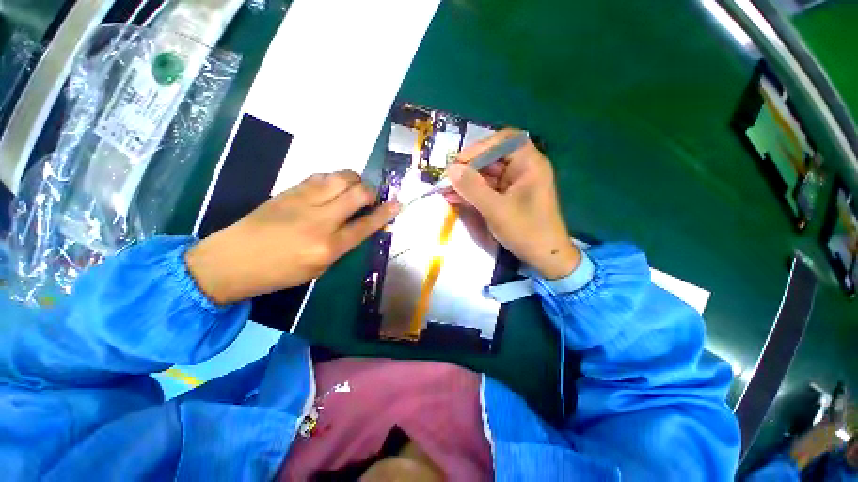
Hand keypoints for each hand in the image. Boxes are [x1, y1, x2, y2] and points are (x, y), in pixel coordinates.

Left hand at [186, 171, 398, 304]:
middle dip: (371, 192)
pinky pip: (320, 176)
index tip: (397, 203)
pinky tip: (334, 186)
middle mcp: (320, 221)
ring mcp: (303, 202)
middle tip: (371, 197)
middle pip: (357, 194)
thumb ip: (341, 245)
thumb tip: (358, 225)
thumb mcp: (318, 268)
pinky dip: (334, 178)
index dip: (385, 213)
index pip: (366, 225)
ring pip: (340, 178)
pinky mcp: (289, 191)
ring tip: (355, 188)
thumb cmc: (278, 273)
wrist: (231, 261)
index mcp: (328, 247)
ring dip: (354, 180)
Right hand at [444, 129, 579, 279]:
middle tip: (448, 178)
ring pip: (486, 175)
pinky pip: (486, 189)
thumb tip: (450, 169)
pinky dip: (471, 193)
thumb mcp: (496, 209)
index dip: (480, 148)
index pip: (503, 141)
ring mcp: (514, 184)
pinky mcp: (507, 197)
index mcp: (529, 164)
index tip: (459, 162)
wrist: (543, 257)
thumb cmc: (526, 230)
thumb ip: (472, 187)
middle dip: (469, 168)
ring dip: (466, 182)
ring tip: (446, 190)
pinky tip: (454, 198)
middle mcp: (523, 169)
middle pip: (492, 158)